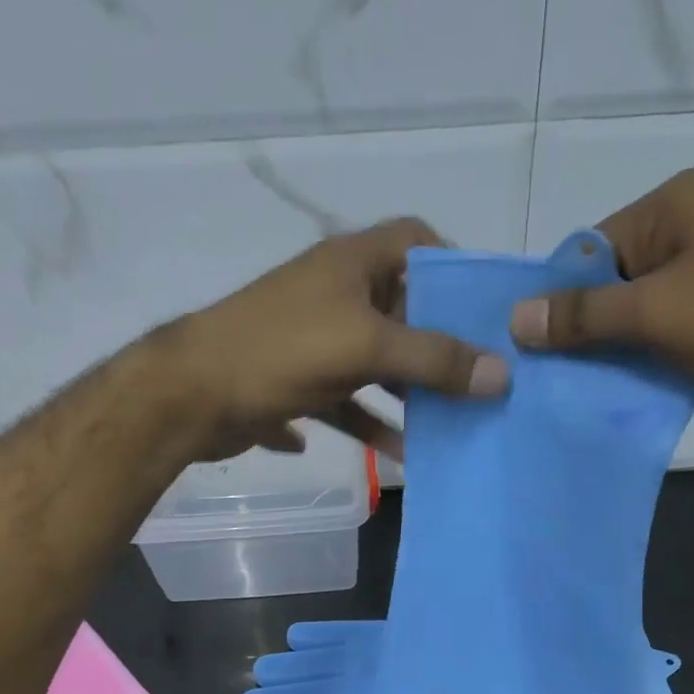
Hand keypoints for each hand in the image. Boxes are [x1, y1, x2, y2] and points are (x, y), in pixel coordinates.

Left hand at [155, 218, 508, 461]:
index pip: (414, 240)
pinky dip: (360, 424)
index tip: (482, 309)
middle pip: (401, 312)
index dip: (452, 264)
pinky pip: (339, 404)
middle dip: (436, 349)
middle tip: (475, 383)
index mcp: (351, 264)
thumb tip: (502, 375)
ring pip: (372, 367)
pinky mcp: (292, 384)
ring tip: (438, 432)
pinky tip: (385, 453)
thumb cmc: (281, 351)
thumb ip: (434, 359)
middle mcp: (333, 295)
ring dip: (402, 399)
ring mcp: (311, 341)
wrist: (191, 396)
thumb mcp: (366, 347)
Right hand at [509, 168, 693, 419]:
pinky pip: (686, 340)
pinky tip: (655, 400)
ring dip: (630, 361)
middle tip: (564, 389)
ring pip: (651, 321)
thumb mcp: (660, 311)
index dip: (558, 305)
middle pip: (618, 289)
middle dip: (593, 341)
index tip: (536, 359)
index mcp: (673, 206)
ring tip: (603, 401)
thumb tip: (517, 317)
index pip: (587, 253)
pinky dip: (668, 368)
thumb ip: (586, 316)